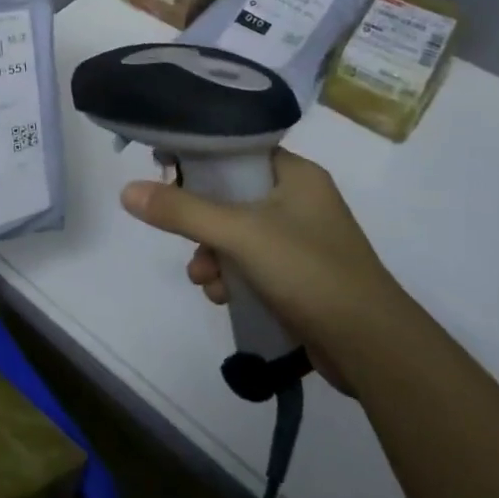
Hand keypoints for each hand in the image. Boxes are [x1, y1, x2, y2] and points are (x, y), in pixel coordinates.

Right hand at [120, 149, 390, 389]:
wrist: (371, 346)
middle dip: (200, 222)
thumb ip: (182, 211)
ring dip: (213, 255)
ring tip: (204, 280)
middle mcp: (300, 200)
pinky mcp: (299, 276)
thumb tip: (127, 190)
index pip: (237, 151)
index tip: (166, 175)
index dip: (200, 160)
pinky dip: (233, 277)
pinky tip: (223, 297)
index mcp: (296, 174)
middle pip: (231, 195)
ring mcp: (301, 240)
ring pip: (237, 235)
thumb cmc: (308, 270)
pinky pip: (252, 265)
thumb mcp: (239, 234)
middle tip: (179, 234)